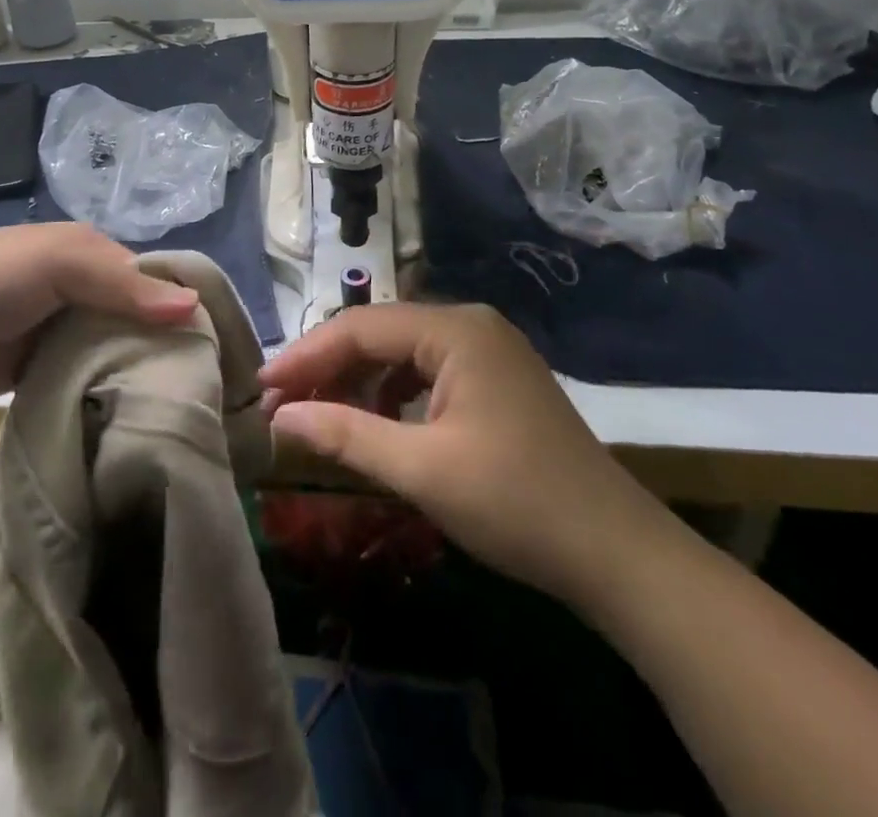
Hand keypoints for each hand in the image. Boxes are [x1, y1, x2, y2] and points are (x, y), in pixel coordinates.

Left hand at [0, 224, 200, 402]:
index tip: (214, 349)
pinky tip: (132, 415)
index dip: (181, 307)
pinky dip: (105, 391)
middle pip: (137, 317)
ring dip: (135, 372)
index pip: (152, 279)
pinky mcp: (42, 368)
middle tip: (199, 388)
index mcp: (90, 251)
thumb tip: (194, 306)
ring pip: (114, 349)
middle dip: (162, 346)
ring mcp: (60, 330)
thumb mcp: (58, 263)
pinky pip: (86, 377)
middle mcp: (82, 288)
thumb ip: (123, 284)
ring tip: (175, 408)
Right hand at [261, 302, 674, 604]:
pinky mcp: (495, 379)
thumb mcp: (421, 470)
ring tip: (317, 415)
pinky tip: (374, 423)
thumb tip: (278, 416)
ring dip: (357, 381)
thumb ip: (344, 434)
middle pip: (379, 334)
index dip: (305, 356)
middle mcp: (470, 324)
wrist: (617, 553)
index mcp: (455, 329)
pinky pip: (426, 372)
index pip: (360, 327)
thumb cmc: (515, 503)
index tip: (261, 388)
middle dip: (328, 368)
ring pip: (401, 352)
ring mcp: (487, 350)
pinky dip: (391, 394)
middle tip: (280, 405)